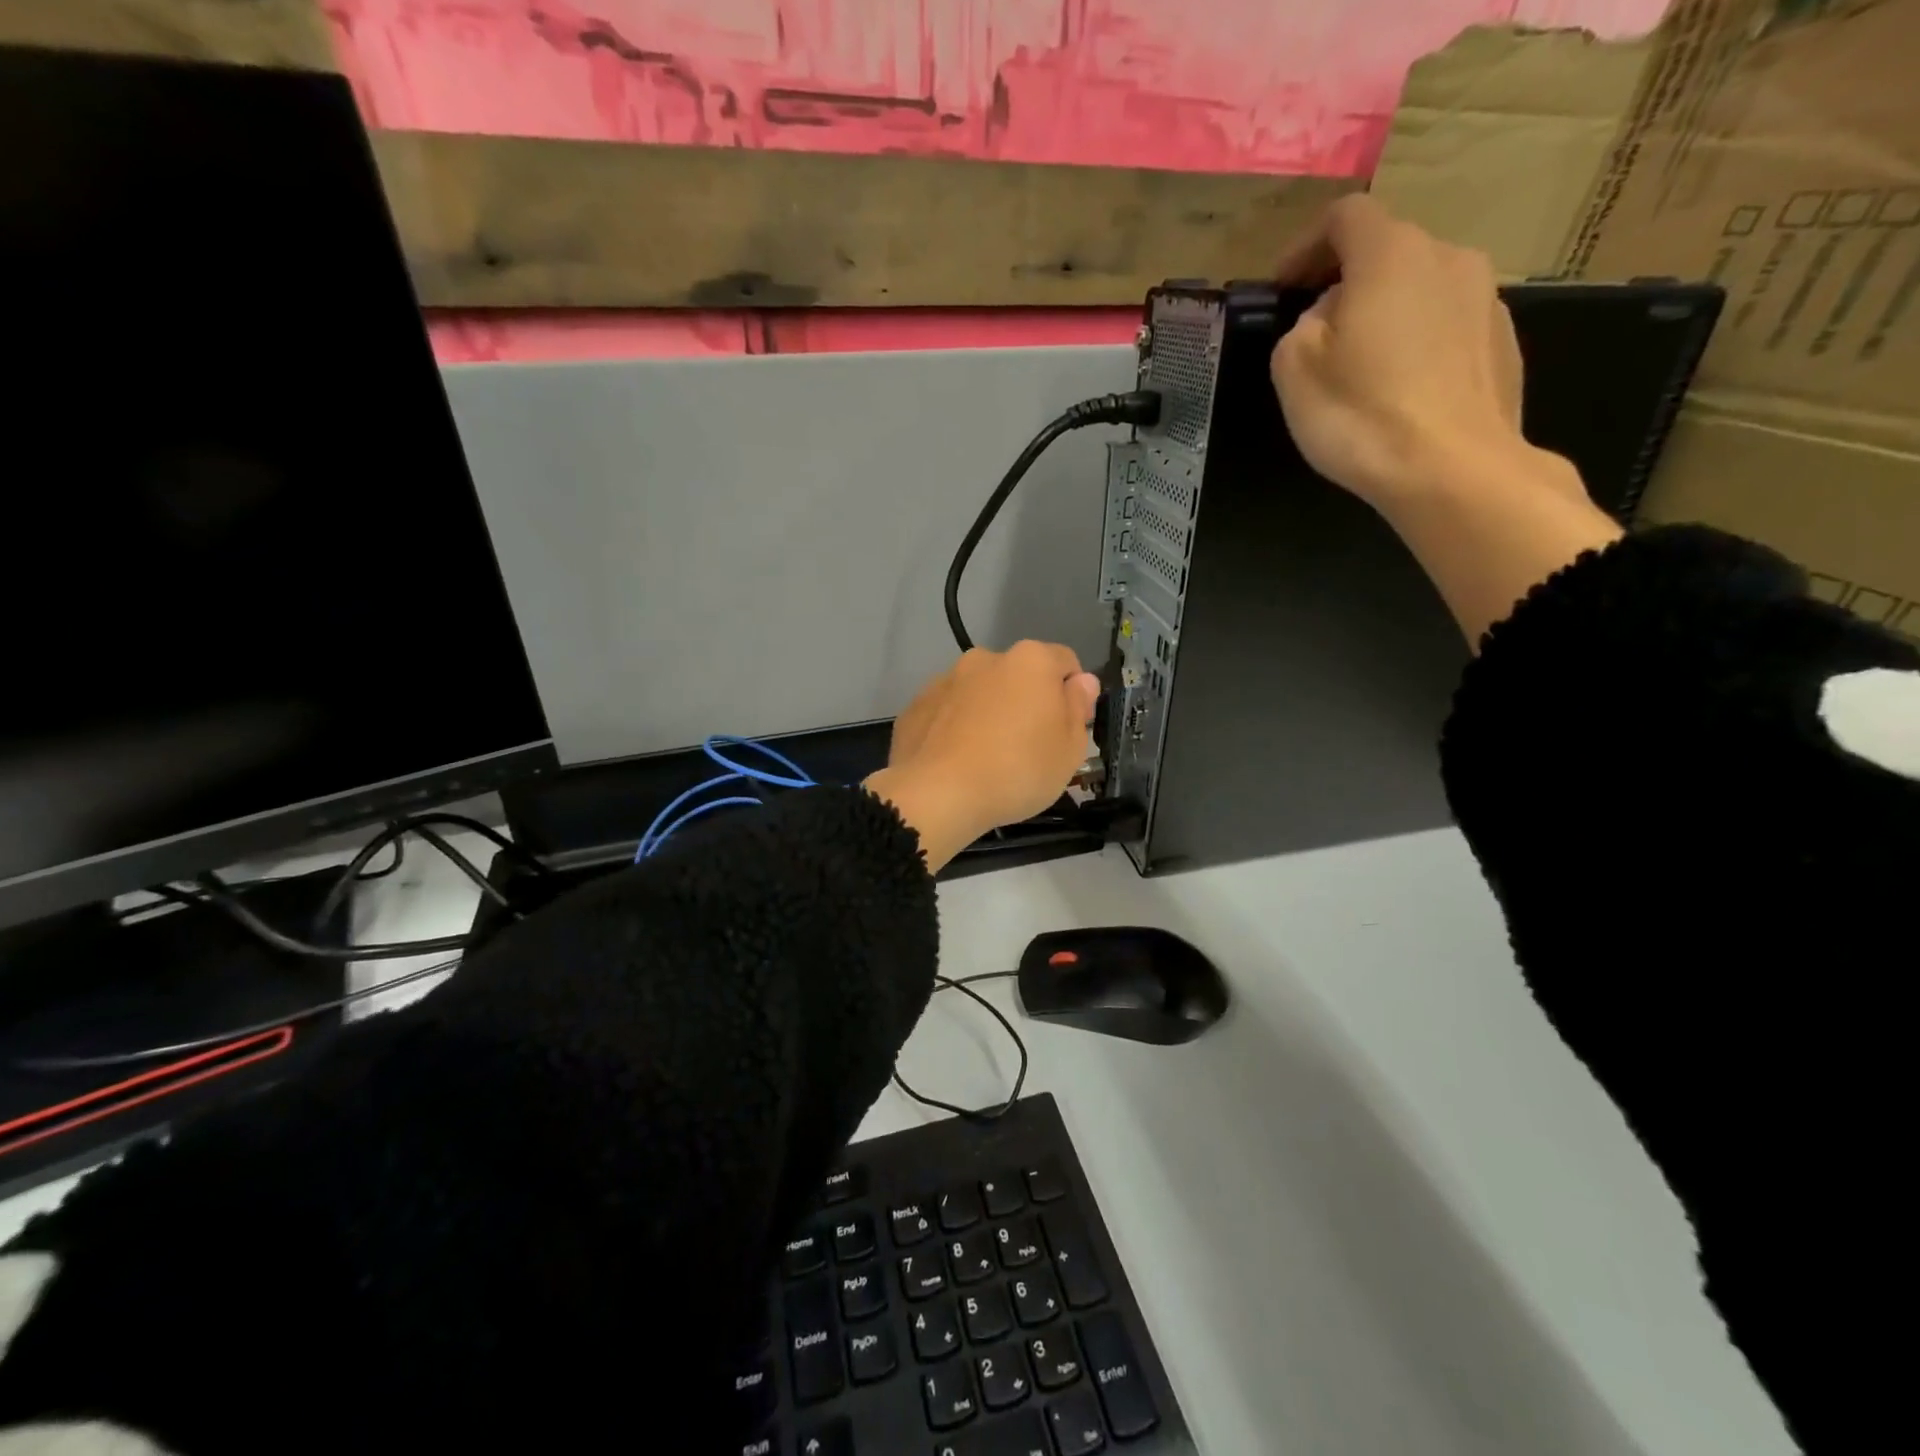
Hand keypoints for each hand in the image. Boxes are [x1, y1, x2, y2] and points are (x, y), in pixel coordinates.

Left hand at [866, 642, 1099, 872]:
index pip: (1066, 663)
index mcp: (1030, 660)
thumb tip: (1081, 681)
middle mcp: (985, 658)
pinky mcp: (915, 706)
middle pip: (1019, 676)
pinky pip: (948, 712)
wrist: (937, 794)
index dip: (1073, 695)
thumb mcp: (1069, 749)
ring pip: (980, 692)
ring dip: (989, 713)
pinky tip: (957, 762)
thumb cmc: (1017, 771)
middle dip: (1027, 702)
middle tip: (1029, 748)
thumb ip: (1078, 706)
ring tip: (987, 758)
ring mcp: (945, 679)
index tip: (1068, 730)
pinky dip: (956, 728)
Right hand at [1268, 194, 1533, 508]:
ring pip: (1422, 290)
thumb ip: (1301, 327)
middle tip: (1318, 334)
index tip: (1283, 286)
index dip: (1306, 246)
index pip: (1345, 217)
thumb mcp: (1294, 371)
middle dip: (1348, 284)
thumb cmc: (1361, 415)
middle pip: (1388, 253)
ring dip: (1387, 314)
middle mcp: (1448, 258)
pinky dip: (1419, 344)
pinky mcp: (1504, 343)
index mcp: (1391, 254)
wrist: (1452, 470)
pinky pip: (1448, 328)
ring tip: (1361, 368)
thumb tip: (1329, 318)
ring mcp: (1486, 299)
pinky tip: (1401, 392)